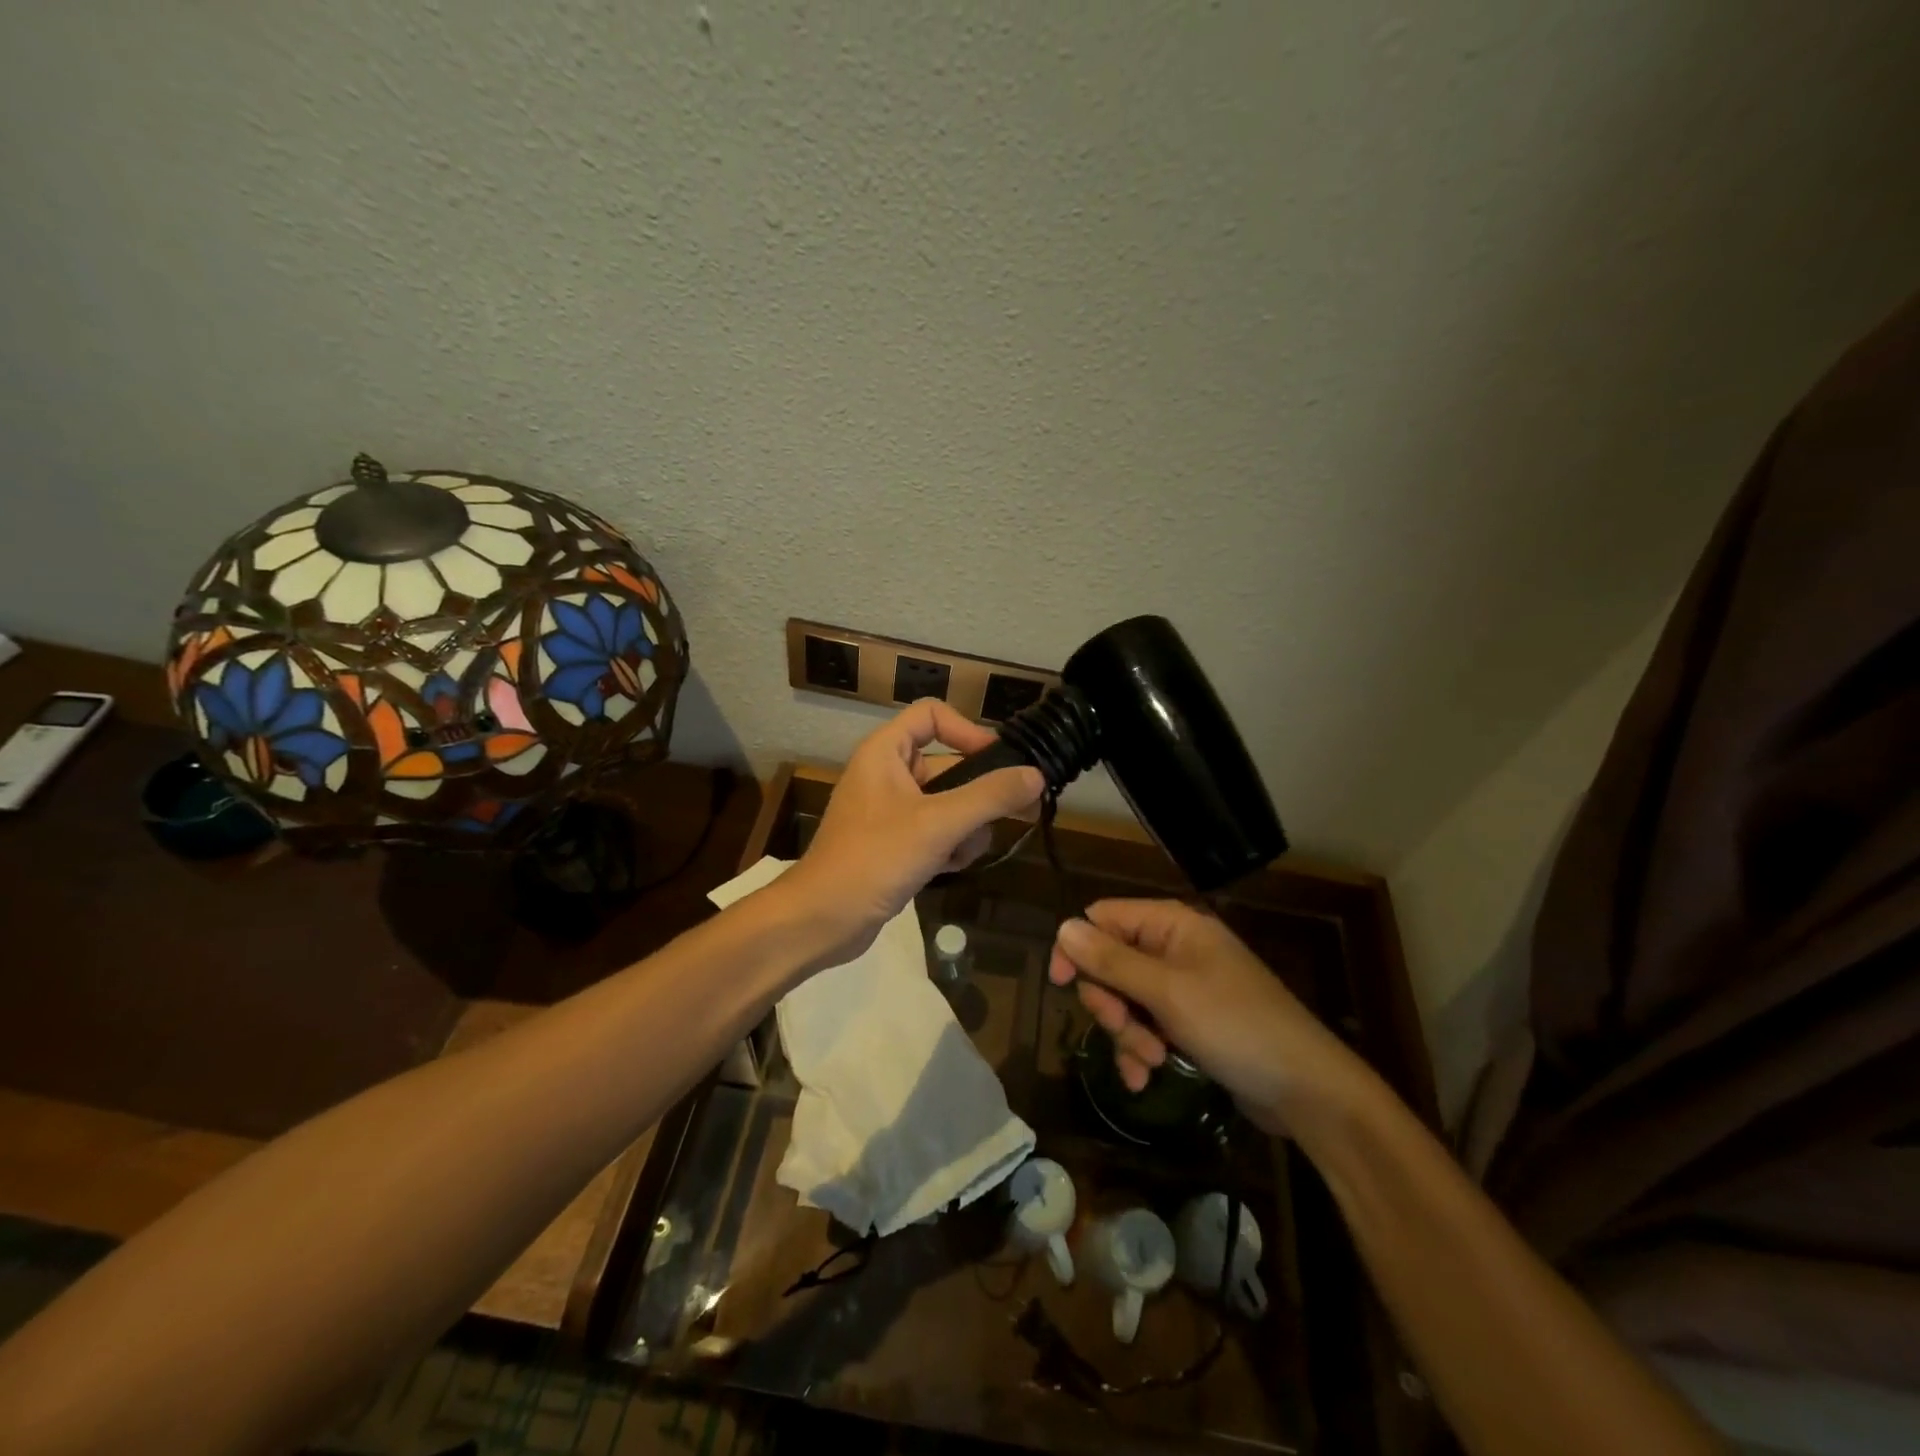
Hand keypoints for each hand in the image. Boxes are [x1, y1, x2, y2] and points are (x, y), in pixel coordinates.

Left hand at [780, 700, 1043, 964]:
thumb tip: (1036, 775)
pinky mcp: (895, 844)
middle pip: (949, 764)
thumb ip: (989, 797)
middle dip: (977, 795)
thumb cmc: (874, 859)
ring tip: (961, 852)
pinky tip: (949, 868)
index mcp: (885, 751)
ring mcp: (891, 811)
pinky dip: (949, 846)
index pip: (932, 715)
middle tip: (1016, 814)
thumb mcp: (937, 824)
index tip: (1000, 762)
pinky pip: (937, 832)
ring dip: (966, 827)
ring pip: (949, 804)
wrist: (821, 920)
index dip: (968, 730)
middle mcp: (887, 774)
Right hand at [1048, 899, 1372, 1133]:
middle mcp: (1174, 947)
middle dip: (1110, 1003)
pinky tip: (1145, 1079)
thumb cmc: (1236, 1026)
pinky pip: (1146, 1025)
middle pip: (1110, 962)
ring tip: (1149, 1063)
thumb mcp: (1167, 993)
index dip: (1077, 948)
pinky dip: (1140, 1050)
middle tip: (1125, 1032)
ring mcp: (1183, 985)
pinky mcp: (1189, 1021)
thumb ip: (1112, 960)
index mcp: (1171, 925)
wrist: (1307, 1089)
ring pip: (1125, 999)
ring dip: (1126, 1034)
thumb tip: (1062, 927)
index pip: (1102, 918)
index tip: (1060, 985)